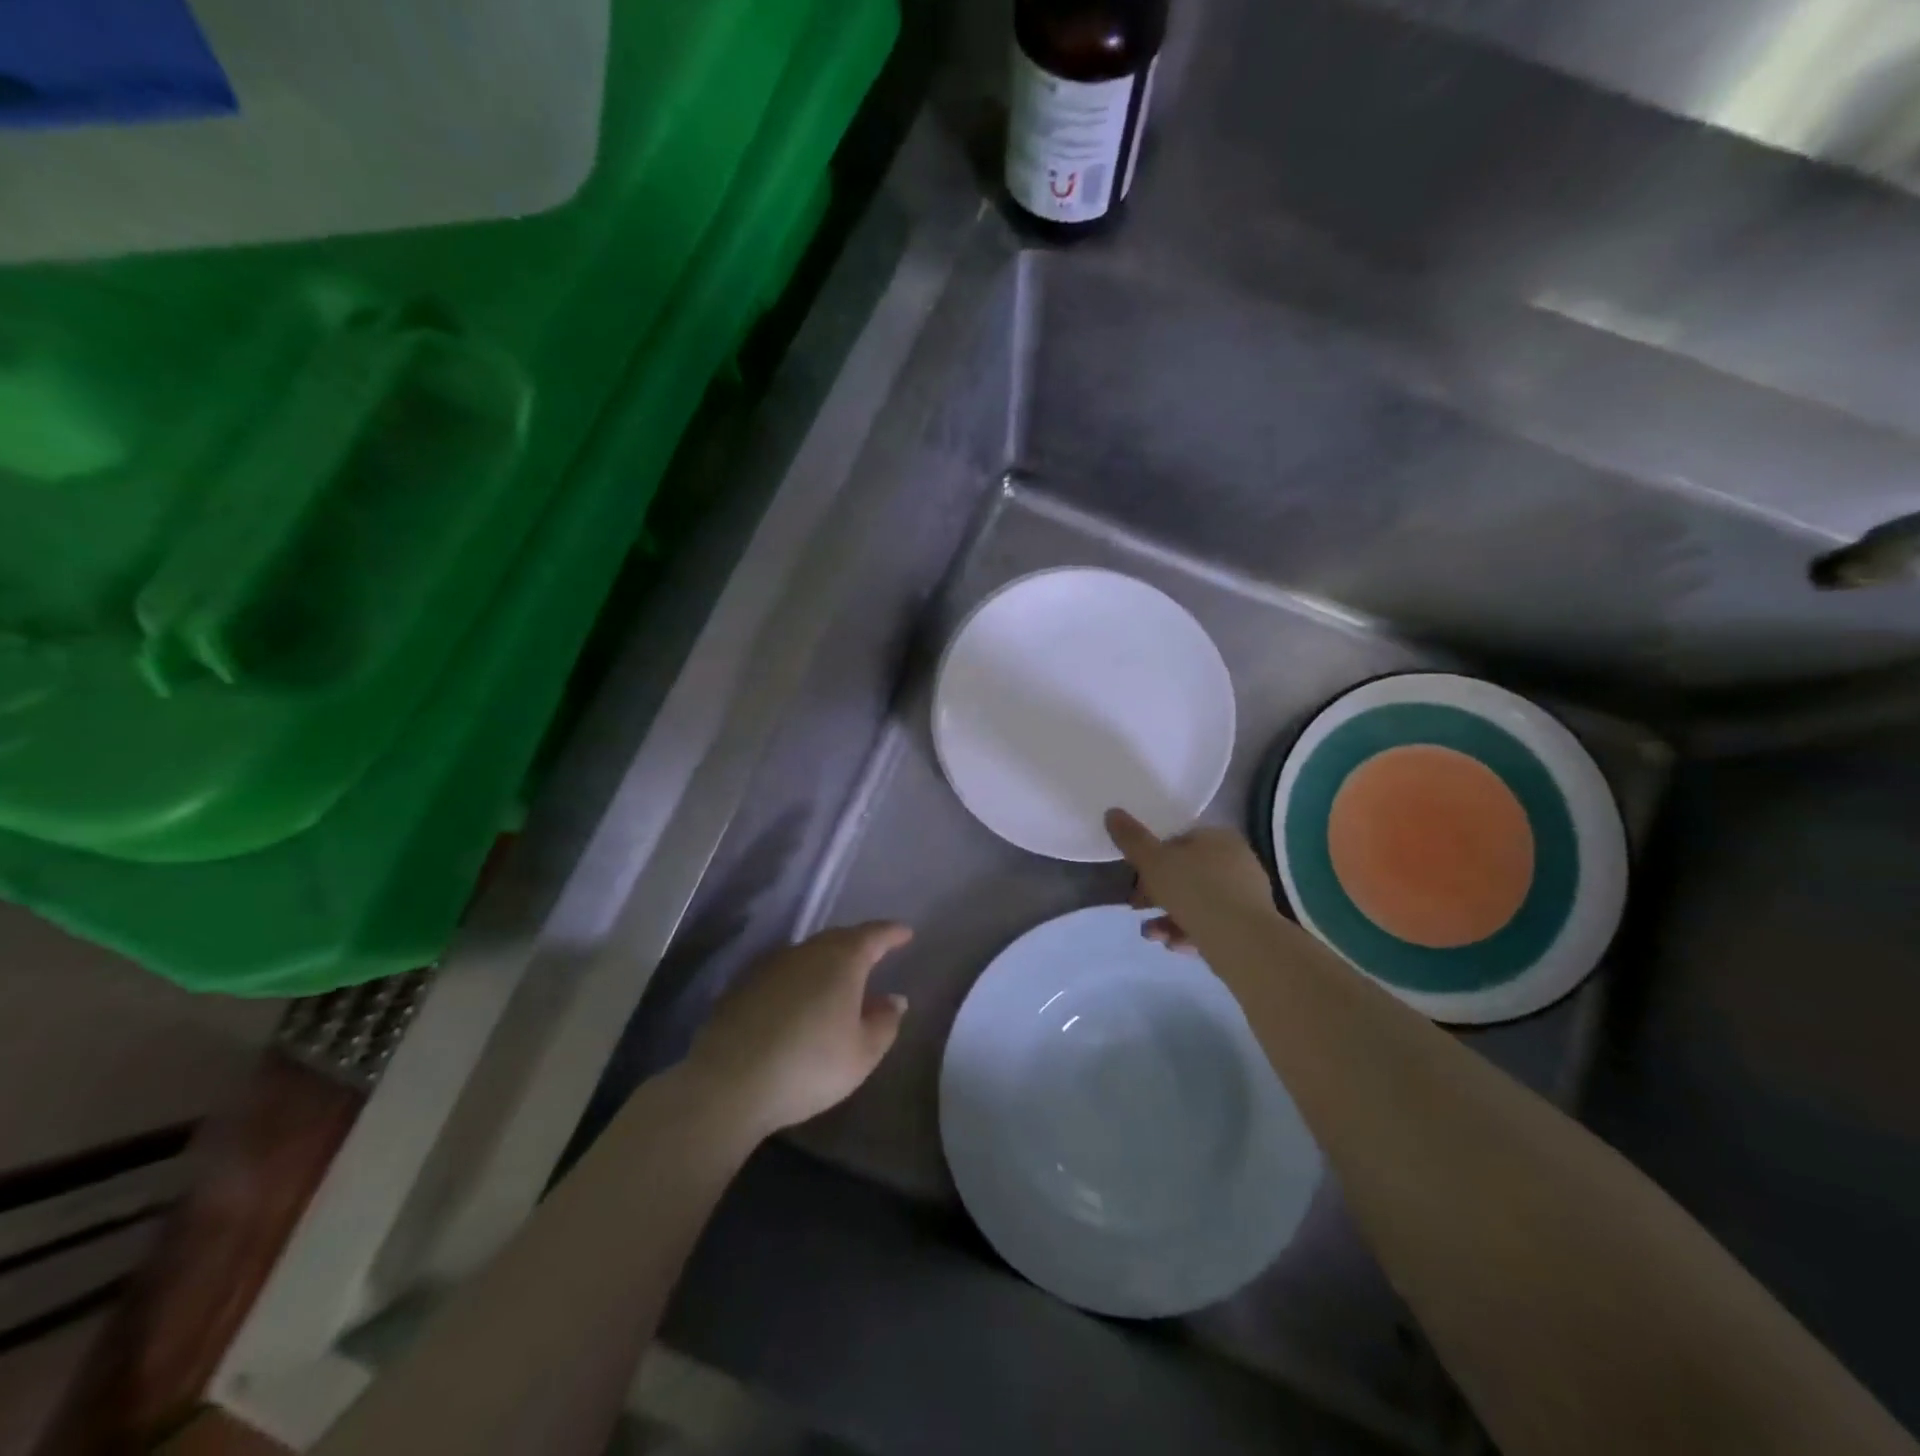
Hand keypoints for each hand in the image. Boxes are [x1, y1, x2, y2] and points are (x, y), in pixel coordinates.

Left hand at [686, 922, 912, 1137]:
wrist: (728, 1083)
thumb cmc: (809, 1065)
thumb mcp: (862, 1054)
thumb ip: (884, 1023)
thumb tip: (894, 999)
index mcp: (842, 960)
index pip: (874, 935)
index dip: (892, 933)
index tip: (906, 933)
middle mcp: (807, 952)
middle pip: (839, 939)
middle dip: (859, 944)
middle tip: (875, 955)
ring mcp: (771, 966)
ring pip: (809, 954)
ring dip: (828, 963)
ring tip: (840, 983)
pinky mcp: (744, 986)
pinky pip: (785, 973)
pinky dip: (801, 980)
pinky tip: (801, 1003)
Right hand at [1106, 809, 1278, 953]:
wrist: (1242, 941)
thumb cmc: (1194, 890)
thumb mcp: (1153, 862)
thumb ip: (1131, 838)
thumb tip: (1112, 812)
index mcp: (1218, 837)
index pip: (1178, 840)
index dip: (1152, 858)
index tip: (1135, 877)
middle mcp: (1236, 860)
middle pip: (1186, 872)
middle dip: (1157, 892)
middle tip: (1137, 907)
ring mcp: (1246, 894)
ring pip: (1197, 901)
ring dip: (1169, 916)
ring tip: (1151, 934)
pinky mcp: (1249, 925)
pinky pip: (1211, 923)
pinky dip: (1189, 931)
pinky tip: (1173, 945)